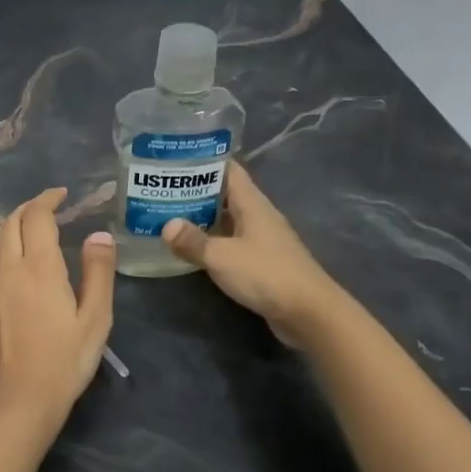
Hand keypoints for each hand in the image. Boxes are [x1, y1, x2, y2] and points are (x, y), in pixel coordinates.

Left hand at [0, 188, 115, 422]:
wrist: (19, 401)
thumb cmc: (65, 361)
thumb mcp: (95, 319)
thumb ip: (98, 273)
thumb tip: (98, 235)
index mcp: (38, 267)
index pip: (37, 217)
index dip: (49, 199)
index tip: (63, 194)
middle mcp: (8, 269)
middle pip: (10, 222)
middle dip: (30, 207)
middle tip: (51, 207)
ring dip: (11, 223)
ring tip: (30, 228)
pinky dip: (0, 245)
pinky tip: (13, 259)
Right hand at [162, 162, 344, 347]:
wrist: (308, 311)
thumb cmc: (266, 274)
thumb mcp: (222, 257)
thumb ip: (193, 241)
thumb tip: (167, 226)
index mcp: (253, 203)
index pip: (228, 170)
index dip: (204, 162)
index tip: (175, 160)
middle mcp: (259, 216)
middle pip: (226, 195)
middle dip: (196, 191)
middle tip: (163, 190)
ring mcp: (262, 239)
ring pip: (228, 220)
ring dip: (203, 218)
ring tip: (170, 216)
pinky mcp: (262, 262)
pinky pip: (233, 243)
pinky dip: (213, 242)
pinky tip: (194, 249)